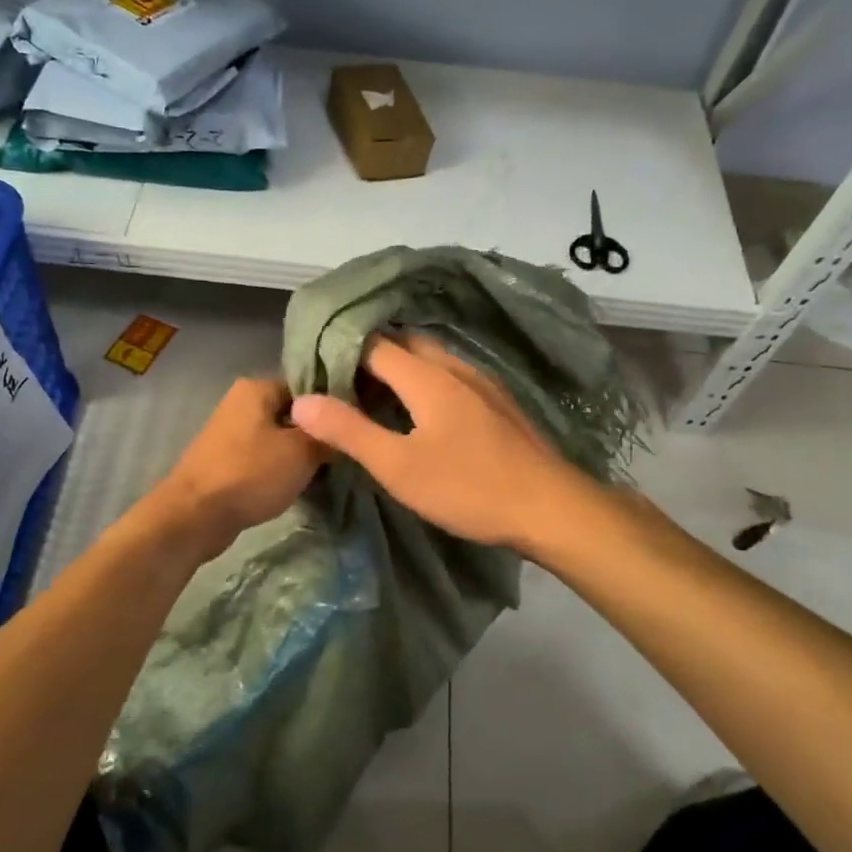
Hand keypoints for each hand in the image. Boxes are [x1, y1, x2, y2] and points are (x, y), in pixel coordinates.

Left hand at [148, 377, 327, 560]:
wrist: (195, 515)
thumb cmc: (250, 473)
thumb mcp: (302, 452)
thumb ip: (327, 435)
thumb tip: (345, 428)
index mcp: (256, 387)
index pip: (308, 386)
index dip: (333, 408)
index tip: (355, 428)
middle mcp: (240, 402)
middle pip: (292, 413)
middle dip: (316, 434)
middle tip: (344, 454)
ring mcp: (230, 433)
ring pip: (278, 438)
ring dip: (298, 455)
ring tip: (326, 472)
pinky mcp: (226, 461)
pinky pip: (263, 458)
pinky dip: (279, 470)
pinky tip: (298, 485)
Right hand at [289, 334, 590, 552]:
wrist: (550, 508)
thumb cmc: (468, 488)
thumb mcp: (398, 467)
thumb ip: (349, 431)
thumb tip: (301, 402)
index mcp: (427, 376)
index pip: (372, 344)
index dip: (340, 353)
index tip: (314, 372)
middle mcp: (455, 367)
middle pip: (404, 344)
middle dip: (369, 357)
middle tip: (340, 385)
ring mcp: (482, 382)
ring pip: (430, 359)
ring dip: (399, 369)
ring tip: (372, 397)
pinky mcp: (498, 402)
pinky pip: (450, 376)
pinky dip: (424, 383)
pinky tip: (420, 413)